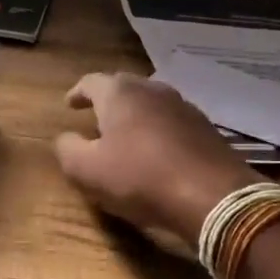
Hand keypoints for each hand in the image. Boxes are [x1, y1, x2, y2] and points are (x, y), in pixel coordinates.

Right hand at [53, 72, 260, 254]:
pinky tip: (157, 152)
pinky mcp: (206, 127)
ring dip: (136, 117)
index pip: (91, 82)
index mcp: (120, 93)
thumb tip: (65, 138)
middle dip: (107, 102)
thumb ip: (67, 149)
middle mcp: (152, 89)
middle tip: (95, 119)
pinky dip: (159, 131)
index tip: (69, 105)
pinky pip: (172, 123)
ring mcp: (183, 106)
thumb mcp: (87, 170)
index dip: (78, 93)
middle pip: (123, 88)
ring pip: (151, 104)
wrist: (213, 196)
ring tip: (126, 136)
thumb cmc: (140, 178)